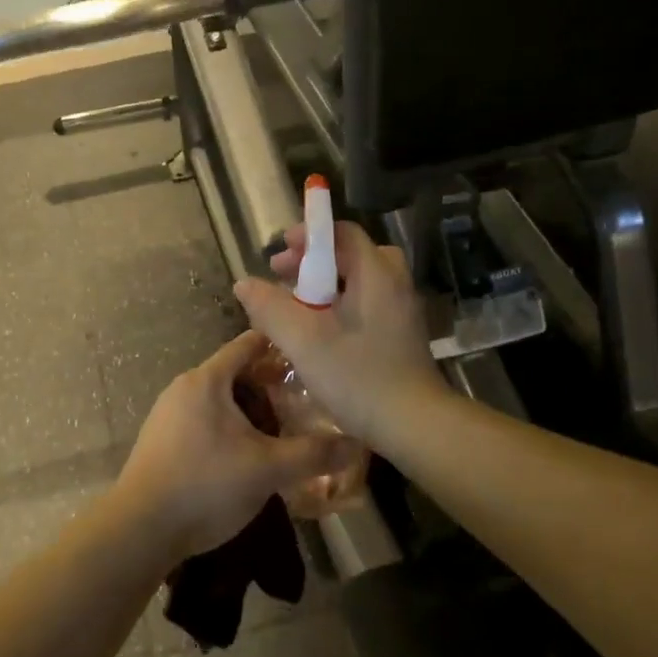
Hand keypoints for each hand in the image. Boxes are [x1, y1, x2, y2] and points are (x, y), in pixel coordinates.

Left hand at [117, 331, 361, 559]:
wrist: (140, 529)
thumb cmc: (205, 485)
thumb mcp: (268, 469)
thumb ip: (313, 453)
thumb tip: (356, 443)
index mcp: (206, 380)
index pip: (248, 344)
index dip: (281, 346)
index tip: (312, 356)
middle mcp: (184, 388)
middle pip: (235, 373)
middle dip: (270, 384)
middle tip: (306, 402)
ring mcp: (168, 415)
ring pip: (220, 400)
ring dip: (250, 410)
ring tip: (283, 430)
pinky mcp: (162, 442)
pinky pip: (204, 422)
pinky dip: (230, 428)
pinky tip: (248, 455)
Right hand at [232, 221, 445, 447]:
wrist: (413, 423)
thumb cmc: (357, 376)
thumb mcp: (303, 340)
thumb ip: (270, 307)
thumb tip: (244, 284)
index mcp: (376, 273)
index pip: (342, 233)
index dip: (308, 236)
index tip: (279, 253)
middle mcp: (394, 283)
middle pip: (351, 254)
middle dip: (312, 261)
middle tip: (282, 277)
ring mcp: (401, 309)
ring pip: (359, 280)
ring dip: (325, 285)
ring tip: (296, 304)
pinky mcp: (401, 333)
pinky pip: (367, 302)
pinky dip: (341, 304)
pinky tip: (320, 330)